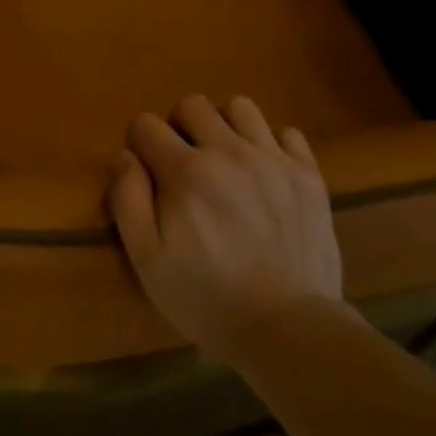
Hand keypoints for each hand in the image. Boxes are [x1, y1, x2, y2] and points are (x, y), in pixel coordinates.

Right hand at [109, 94, 346, 357]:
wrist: (290, 332)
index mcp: (186, 171)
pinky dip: (272, 144)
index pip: (146, 124)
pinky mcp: (308, 175)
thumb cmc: (208, 299)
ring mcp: (273, 159)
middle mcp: (229, 151)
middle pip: (191, 104)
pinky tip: (265, 173)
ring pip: (239, 107)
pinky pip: (286, 132)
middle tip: (184, 164)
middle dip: (178, 127)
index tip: (147, 172)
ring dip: (225, 126)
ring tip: (226, 160)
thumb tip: (126, 155)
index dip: (139, 144)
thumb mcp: (147, 260)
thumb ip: (128, 199)